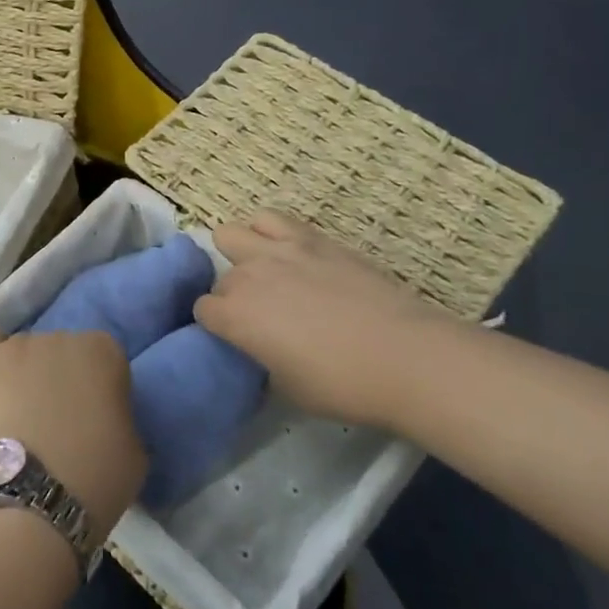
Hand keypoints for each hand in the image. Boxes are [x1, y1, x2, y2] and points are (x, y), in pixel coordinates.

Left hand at [0, 331, 144, 535]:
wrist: (37, 493)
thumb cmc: (98, 473)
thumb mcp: (135, 449)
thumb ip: (121, 416)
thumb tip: (106, 418)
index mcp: (106, 351)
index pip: (106, 360)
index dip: (101, 388)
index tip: (96, 416)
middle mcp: (65, 336)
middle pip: (64, 350)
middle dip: (62, 376)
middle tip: (58, 416)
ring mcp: (22, 345)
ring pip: (27, 350)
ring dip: (27, 371)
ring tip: (21, 410)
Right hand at [193, 211, 461, 429]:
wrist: (406, 356)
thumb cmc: (342, 384)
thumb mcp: (287, 389)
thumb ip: (260, 363)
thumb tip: (259, 355)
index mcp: (235, 316)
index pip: (202, 311)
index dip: (217, 326)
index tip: (236, 340)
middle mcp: (248, 276)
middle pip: (220, 279)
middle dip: (231, 297)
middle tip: (258, 317)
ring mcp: (279, 250)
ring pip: (232, 234)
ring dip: (239, 255)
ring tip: (263, 275)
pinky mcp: (312, 238)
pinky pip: (271, 219)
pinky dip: (267, 232)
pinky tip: (285, 253)